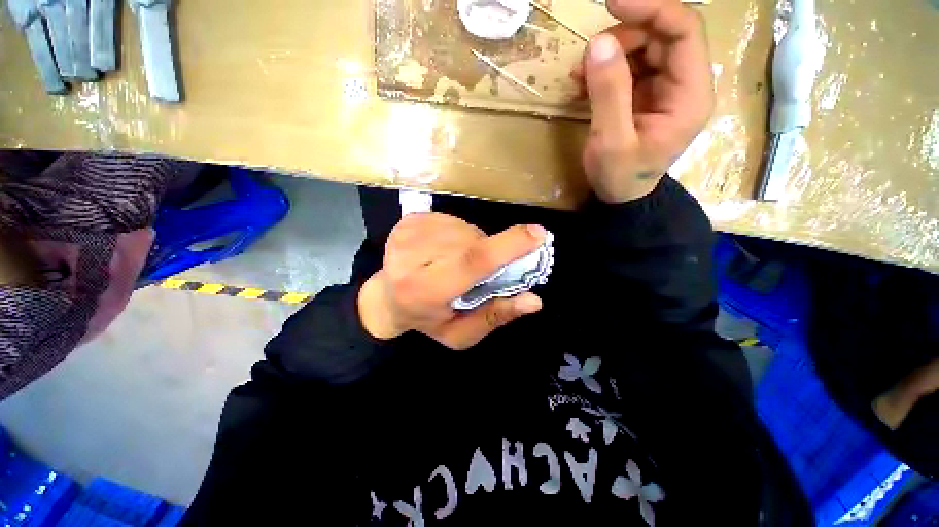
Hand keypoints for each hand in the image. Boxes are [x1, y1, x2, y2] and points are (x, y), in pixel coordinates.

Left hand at [358, 213, 545, 349]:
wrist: (386, 299)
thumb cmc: (427, 320)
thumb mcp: (461, 333)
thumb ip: (494, 317)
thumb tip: (534, 301)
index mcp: (425, 290)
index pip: (472, 261)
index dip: (507, 246)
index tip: (538, 235)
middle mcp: (412, 257)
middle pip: (473, 242)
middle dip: (489, 252)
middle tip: (480, 272)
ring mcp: (407, 233)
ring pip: (464, 229)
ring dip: (473, 244)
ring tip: (458, 262)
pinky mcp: (408, 220)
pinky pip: (452, 221)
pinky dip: (459, 235)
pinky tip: (446, 250)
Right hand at [573, 0, 714, 202]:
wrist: (621, 197)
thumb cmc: (620, 176)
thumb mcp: (611, 141)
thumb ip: (608, 93)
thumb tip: (598, 43)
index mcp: (690, 95)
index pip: (684, 31)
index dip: (652, 9)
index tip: (612, 4)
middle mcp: (685, 84)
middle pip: (663, 35)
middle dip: (624, 36)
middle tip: (588, 56)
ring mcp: (667, 88)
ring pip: (645, 47)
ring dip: (611, 53)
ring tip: (579, 74)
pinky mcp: (649, 94)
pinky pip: (632, 66)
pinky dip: (607, 68)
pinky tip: (585, 82)